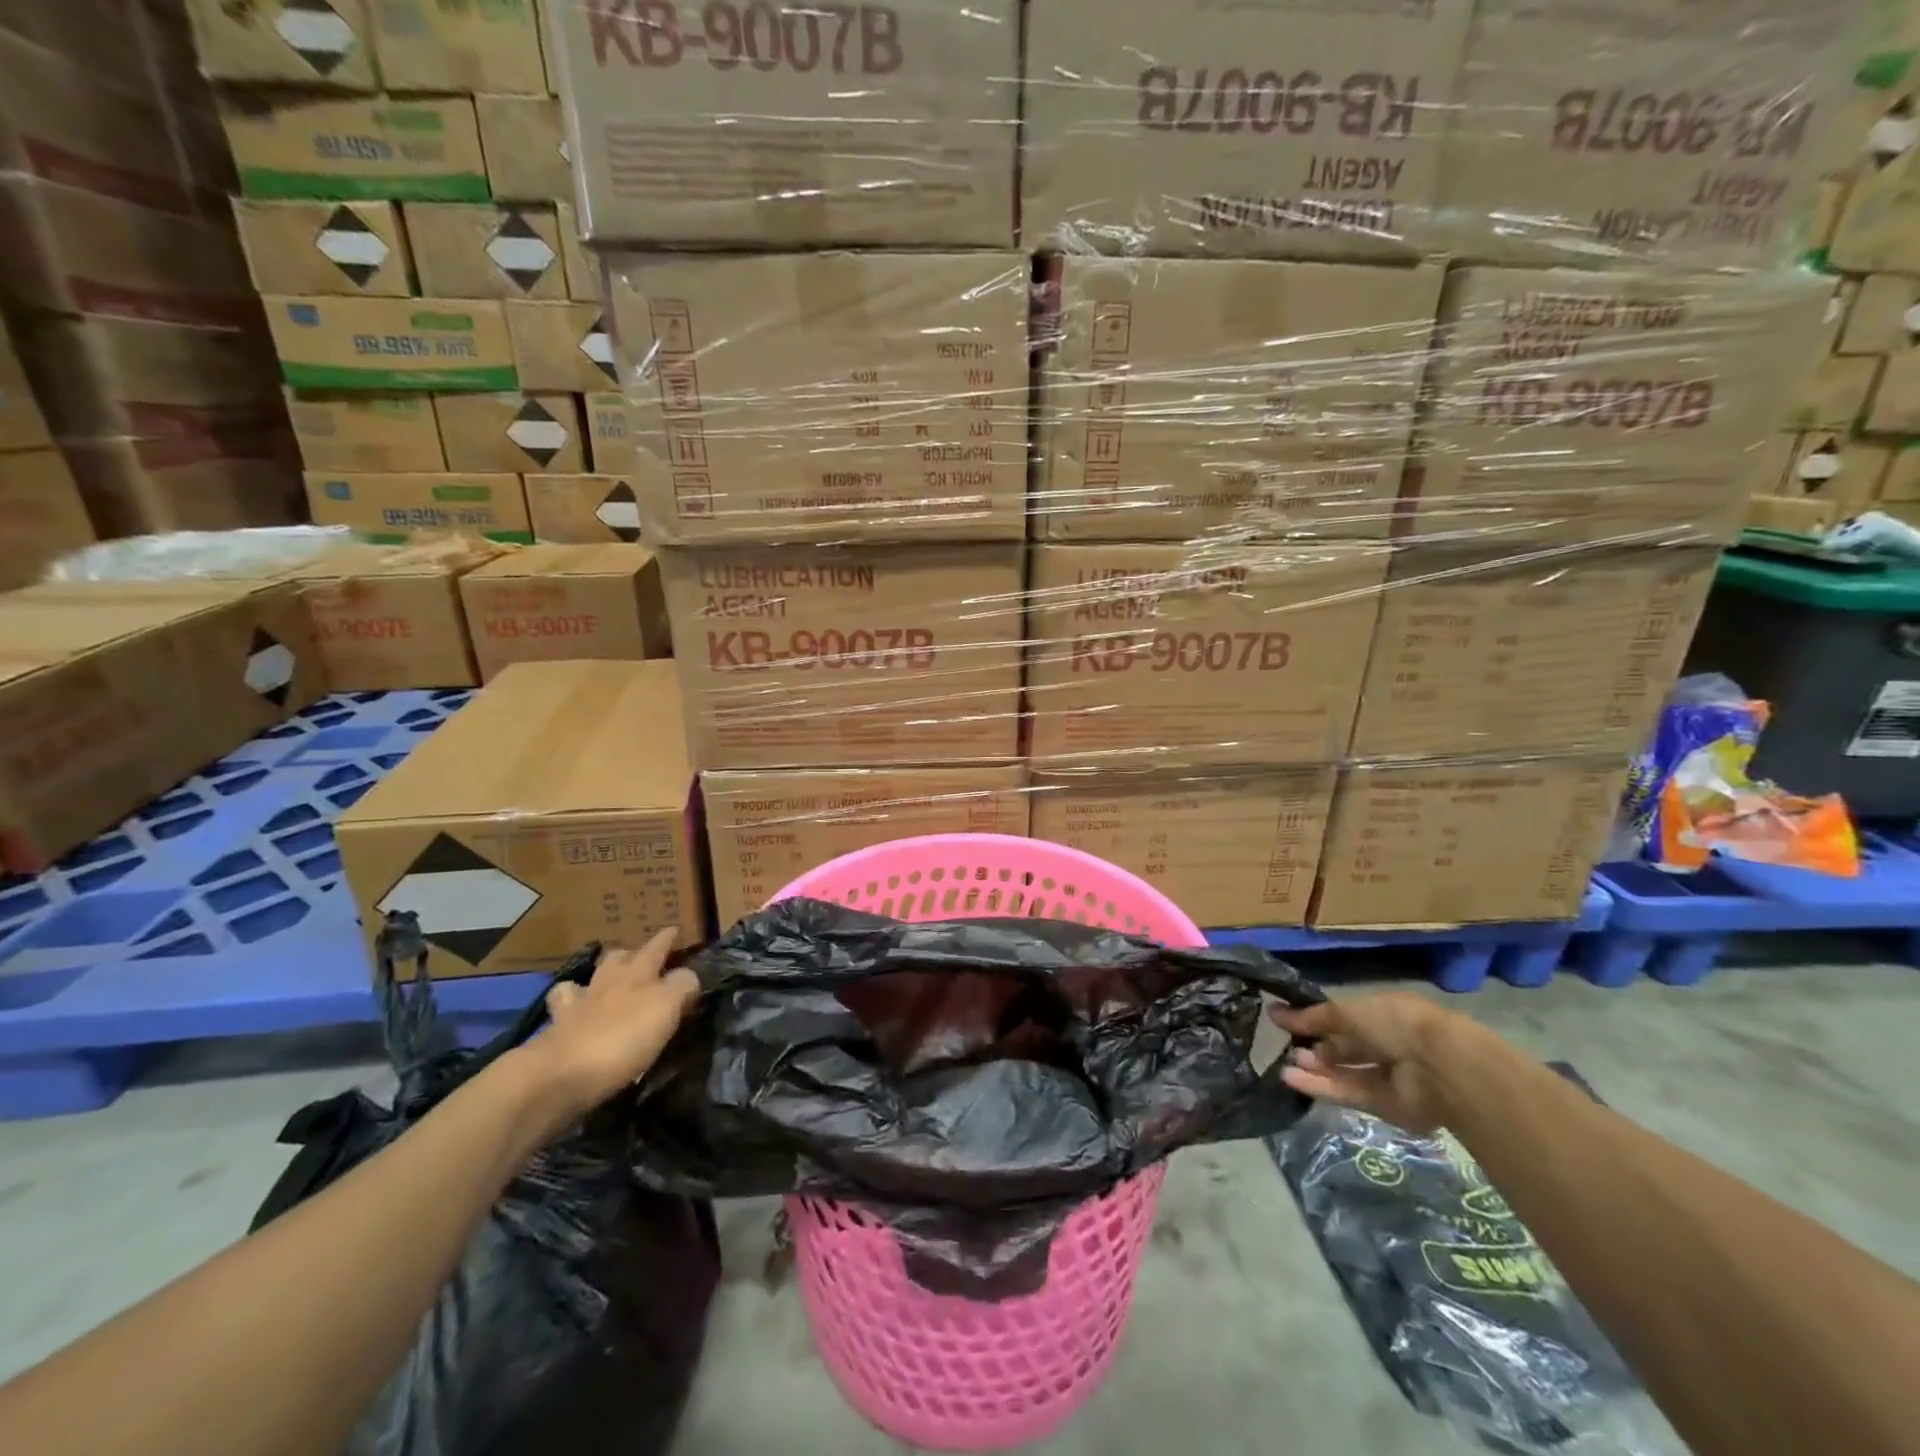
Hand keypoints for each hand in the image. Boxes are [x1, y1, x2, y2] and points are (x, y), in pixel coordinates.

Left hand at [524, 929, 701, 1127]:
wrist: (561, 1075)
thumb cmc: (623, 1040)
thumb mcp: (666, 1009)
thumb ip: (682, 986)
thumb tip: (689, 975)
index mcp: (638, 974)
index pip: (658, 948)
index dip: (668, 939)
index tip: (675, 929)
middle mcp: (608, 981)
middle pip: (621, 957)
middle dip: (633, 953)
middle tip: (644, 957)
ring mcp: (578, 1003)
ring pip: (592, 976)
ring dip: (602, 973)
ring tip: (610, 978)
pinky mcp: (557, 1029)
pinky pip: (564, 1005)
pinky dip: (570, 1001)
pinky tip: (574, 1009)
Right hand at [1270, 992, 1466, 1134]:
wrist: (1440, 1069)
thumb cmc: (1393, 1023)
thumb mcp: (1345, 1011)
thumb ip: (1310, 1017)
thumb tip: (1273, 1013)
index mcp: (1382, 1014)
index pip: (1344, 1017)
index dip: (1315, 1019)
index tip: (1284, 1021)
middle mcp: (1387, 1043)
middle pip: (1344, 1047)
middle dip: (1316, 1047)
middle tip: (1287, 1047)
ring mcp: (1388, 1077)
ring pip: (1344, 1072)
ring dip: (1315, 1069)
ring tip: (1283, 1066)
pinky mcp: (1385, 1106)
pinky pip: (1348, 1094)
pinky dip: (1321, 1087)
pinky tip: (1291, 1080)